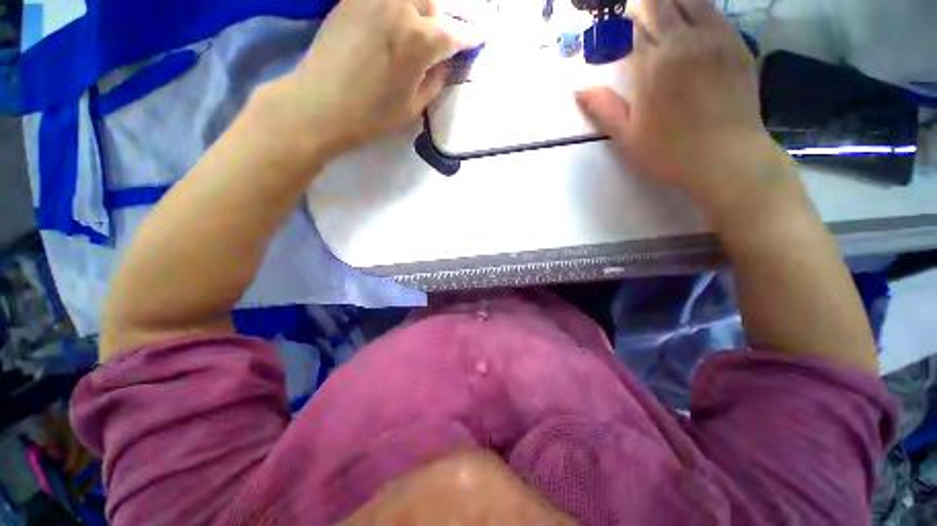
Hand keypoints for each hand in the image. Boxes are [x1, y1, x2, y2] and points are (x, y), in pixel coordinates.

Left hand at [263, 0, 473, 156]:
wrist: (320, 105)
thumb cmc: (372, 115)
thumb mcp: (413, 107)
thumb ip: (434, 82)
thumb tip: (444, 66)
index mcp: (420, 41)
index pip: (454, 34)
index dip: (469, 37)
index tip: (479, 38)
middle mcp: (400, 8)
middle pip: (432, 3)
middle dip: (438, 21)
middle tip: (435, 41)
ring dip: (417, 9)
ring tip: (411, 30)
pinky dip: (393, 6)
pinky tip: (388, 23)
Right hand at [575, 0, 790, 213]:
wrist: (725, 158)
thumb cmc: (668, 152)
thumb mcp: (626, 137)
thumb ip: (602, 109)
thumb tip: (577, 90)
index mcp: (652, 66)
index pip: (634, 26)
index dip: (623, 20)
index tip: (617, 22)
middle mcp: (683, 43)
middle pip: (661, 4)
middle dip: (645, 4)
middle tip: (636, 11)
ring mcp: (714, 40)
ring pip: (691, 0)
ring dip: (672, 1)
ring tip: (661, 9)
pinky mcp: (736, 45)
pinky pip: (715, 12)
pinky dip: (699, 8)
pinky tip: (691, 16)